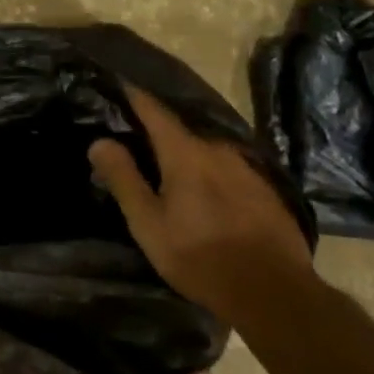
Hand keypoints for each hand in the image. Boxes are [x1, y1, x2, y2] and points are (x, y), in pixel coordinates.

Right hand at [89, 84, 311, 311]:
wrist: (273, 291)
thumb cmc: (200, 256)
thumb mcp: (149, 223)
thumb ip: (124, 178)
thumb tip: (99, 141)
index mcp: (185, 153)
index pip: (154, 111)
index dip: (135, 95)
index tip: (119, 82)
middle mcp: (218, 149)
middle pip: (181, 129)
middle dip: (157, 130)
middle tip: (135, 138)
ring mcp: (247, 167)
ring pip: (207, 149)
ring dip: (186, 152)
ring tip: (169, 167)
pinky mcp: (266, 188)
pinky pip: (228, 168)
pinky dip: (210, 171)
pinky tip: (205, 191)